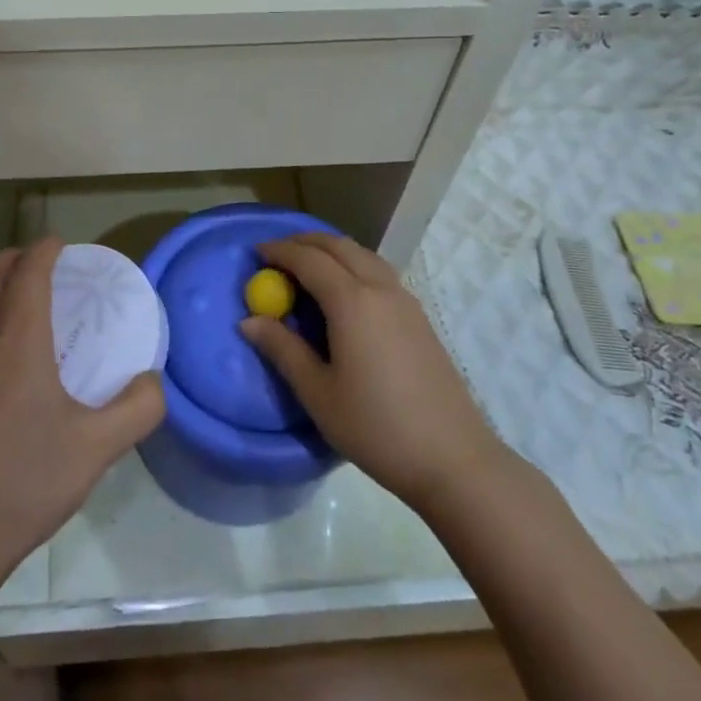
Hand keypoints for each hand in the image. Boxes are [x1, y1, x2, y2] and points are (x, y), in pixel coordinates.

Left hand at [0, 238, 164, 592]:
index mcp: (17, 344)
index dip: (43, 251)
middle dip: (9, 258)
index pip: (27, 276)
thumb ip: (137, 409)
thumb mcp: (97, 448)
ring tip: (16, 296)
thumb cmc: (24, 482)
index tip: (59, 242)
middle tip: (36, 262)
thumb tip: (153, 381)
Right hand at [239, 233, 502, 512]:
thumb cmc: (376, 427)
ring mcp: (405, 301)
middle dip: (305, 242)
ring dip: (332, 250)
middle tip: (277, 253)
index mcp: (352, 302)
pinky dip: (353, 264)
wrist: (452, 458)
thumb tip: (249, 321)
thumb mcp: (318, 393)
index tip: (255, 252)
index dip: (279, 251)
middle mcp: (380, 289)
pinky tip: (345, 291)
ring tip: (308, 265)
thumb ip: (283, 350)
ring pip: (364, 255)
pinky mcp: (419, 317)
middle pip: (339, 246)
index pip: (309, 260)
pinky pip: (379, 272)